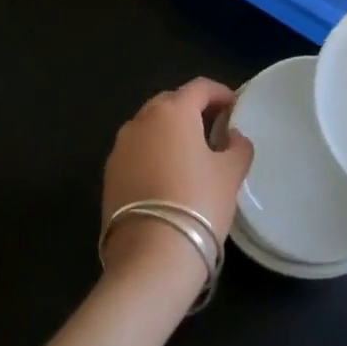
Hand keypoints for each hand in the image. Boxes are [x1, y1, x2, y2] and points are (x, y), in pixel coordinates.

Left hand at [101, 79, 254, 294]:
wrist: (150, 258)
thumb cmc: (198, 204)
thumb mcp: (230, 174)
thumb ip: (237, 147)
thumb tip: (233, 136)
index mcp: (173, 111)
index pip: (199, 87)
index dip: (220, 93)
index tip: (235, 107)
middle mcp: (141, 120)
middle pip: (170, 102)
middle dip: (192, 109)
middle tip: (214, 128)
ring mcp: (120, 148)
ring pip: (149, 127)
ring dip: (170, 132)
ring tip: (190, 154)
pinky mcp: (109, 175)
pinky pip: (136, 152)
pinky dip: (153, 154)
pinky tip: (167, 177)